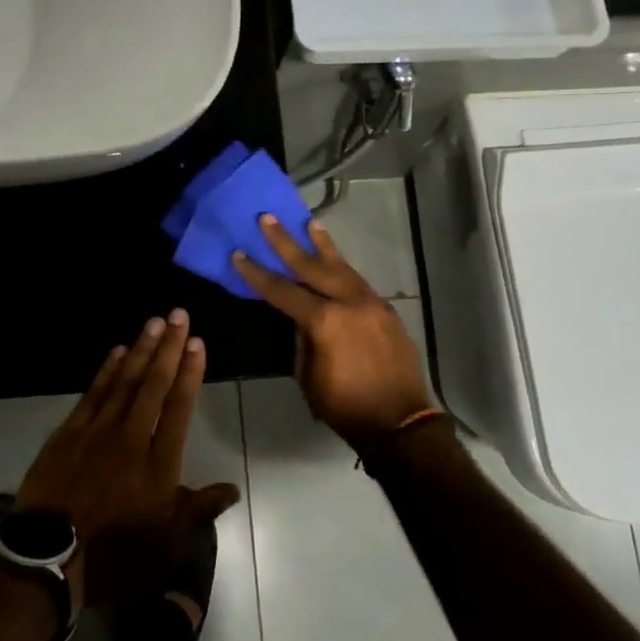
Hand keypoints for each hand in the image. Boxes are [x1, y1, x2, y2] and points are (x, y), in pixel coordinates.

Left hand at [17, 311, 238, 609]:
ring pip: (124, 381)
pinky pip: (93, 393)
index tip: (197, 344)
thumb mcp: (166, 543)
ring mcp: (97, 432)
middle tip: (179, 315)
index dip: (189, 374)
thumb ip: (199, 511)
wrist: (49, 559)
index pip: (179, 408)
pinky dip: (106, 370)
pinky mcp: (69, 433)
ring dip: (141, 350)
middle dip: (169, 348)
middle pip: (154, 385)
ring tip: (155, 322)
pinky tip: (118, 351)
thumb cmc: (115, 554)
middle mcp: (131, 438)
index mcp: (158, 464)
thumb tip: (232, 489)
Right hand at [233, 215, 438, 446]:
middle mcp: (348, 302)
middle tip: (268, 218)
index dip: (257, 273)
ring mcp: (371, 303)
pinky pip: (358, 281)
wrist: (400, 422)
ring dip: (322, 246)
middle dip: (286, 242)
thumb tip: (300, 319)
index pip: (282, 290)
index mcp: (324, 321)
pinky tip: (335, 261)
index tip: (239, 254)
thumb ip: (302, 340)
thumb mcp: (309, 376)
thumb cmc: (345, 406)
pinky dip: (343, 268)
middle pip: (311, 266)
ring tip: (309, 224)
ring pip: (341, 267)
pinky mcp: (385, 310)